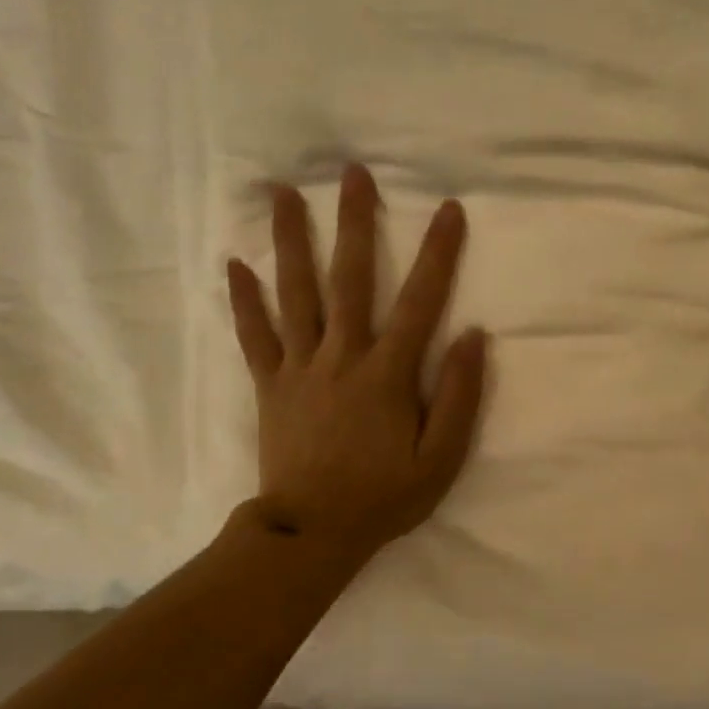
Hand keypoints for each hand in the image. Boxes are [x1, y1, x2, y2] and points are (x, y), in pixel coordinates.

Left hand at [226, 163, 487, 561]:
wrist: (311, 535)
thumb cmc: (383, 499)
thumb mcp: (441, 460)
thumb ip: (460, 397)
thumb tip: (474, 337)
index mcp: (387, 373)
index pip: (420, 301)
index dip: (438, 253)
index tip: (449, 209)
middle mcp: (342, 356)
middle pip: (349, 278)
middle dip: (354, 222)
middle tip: (352, 173)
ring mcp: (300, 368)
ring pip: (295, 294)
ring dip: (290, 240)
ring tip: (281, 192)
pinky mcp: (270, 386)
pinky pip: (254, 336)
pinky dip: (243, 300)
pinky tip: (234, 264)